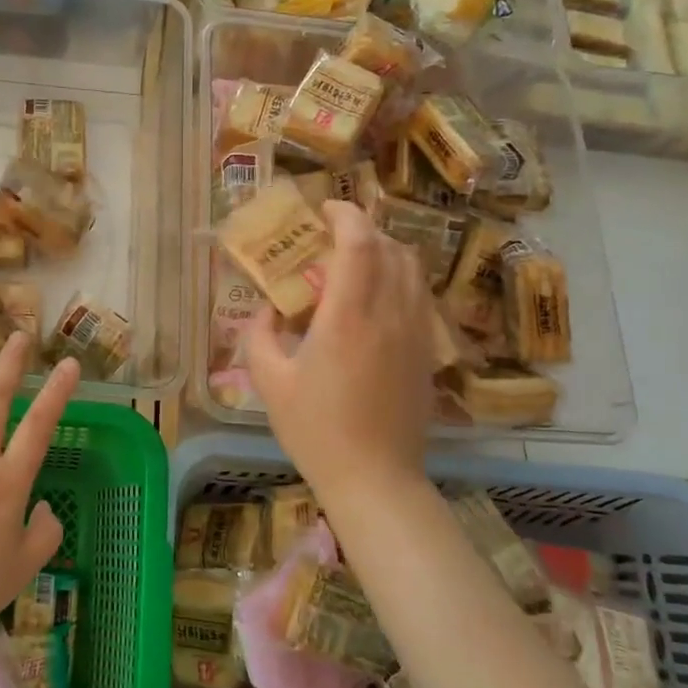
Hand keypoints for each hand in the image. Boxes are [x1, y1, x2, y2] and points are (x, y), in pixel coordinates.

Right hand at [246, 201, 433, 511]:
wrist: (375, 478)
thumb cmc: (315, 430)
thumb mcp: (269, 382)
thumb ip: (260, 335)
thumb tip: (266, 310)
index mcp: (347, 317)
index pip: (359, 242)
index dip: (345, 214)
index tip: (325, 209)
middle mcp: (389, 315)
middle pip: (391, 248)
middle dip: (365, 230)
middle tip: (334, 238)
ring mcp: (416, 334)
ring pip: (413, 271)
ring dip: (387, 253)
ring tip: (357, 264)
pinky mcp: (427, 353)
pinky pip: (420, 298)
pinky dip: (400, 281)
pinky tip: (378, 302)